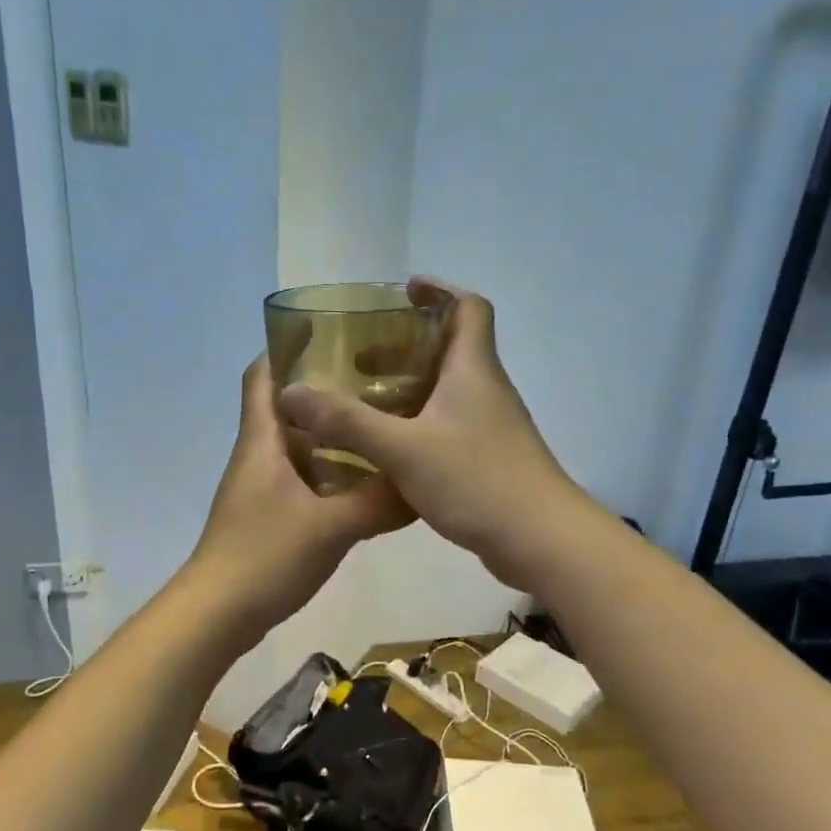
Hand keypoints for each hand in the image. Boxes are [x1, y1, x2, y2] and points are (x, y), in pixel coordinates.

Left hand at [190, 356, 411, 635]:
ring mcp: (261, 488)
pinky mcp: (268, 517)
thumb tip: (422, 485)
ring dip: (332, 435)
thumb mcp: (331, 526)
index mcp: (262, 441)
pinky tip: (366, 483)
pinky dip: (330, 474)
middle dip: (326, 391)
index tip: (331, 331)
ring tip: (381, 426)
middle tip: (378, 380)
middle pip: (287, 408)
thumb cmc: (265, 556)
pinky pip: (302, 481)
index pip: (263, 375)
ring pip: (298, 446)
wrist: (218, 613)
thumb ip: (378, 503)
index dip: (286, 346)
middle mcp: (258, 456)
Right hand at [276, 277, 591, 587]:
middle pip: (451, 348)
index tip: (403, 291)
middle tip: (361, 356)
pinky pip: (448, 424)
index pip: (468, 308)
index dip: (439, 290)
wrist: (540, 540)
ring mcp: (491, 426)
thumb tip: (290, 392)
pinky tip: (388, 447)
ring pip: (448, 390)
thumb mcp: (403, 449)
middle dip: (406, 345)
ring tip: (365, 400)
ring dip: (409, 386)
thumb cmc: (477, 480)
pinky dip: (418, 422)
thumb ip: (347, 422)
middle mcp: (485, 390)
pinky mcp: (489, 458)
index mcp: (472, 370)